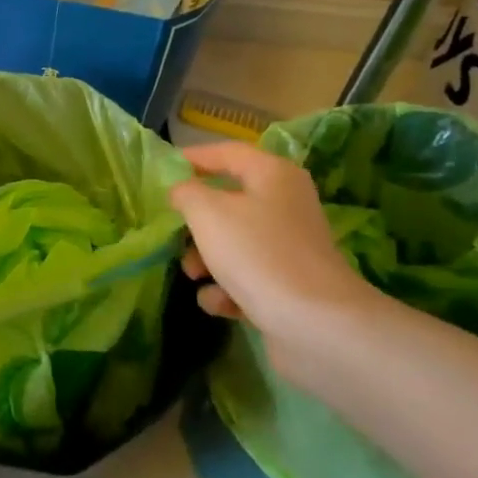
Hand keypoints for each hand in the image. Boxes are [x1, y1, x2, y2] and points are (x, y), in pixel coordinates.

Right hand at [169, 141, 383, 383]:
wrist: (314, 324)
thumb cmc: (257, 254)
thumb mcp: (208, 213)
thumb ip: (186, 193)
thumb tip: (181, 190)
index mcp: (273, 175)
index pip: (227, 153)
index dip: (194, 158)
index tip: (163, 170)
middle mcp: (285, 205)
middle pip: (228, 202)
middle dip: (197, 221)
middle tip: (173, 231)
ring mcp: (288, 247)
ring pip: (234, 242)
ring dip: (206, 258)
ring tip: (193, 274)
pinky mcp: (287, 285)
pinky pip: (246, 277)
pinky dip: (227, 289)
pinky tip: (220, 302)